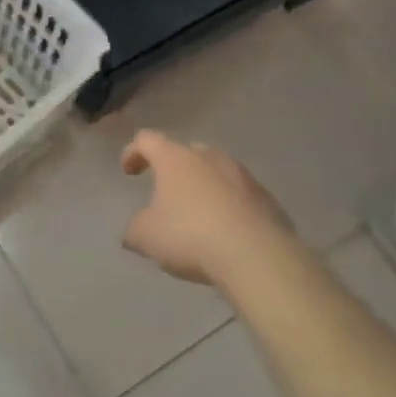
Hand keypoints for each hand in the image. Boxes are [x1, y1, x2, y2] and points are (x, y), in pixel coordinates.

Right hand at [120, 130, 296, 285]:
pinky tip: (224, 232)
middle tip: (165, 193)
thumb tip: (136, 228)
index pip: (147, 140)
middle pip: (185, 152)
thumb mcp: (146, 237)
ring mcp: (242, 175)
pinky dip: (227, 206)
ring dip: (202, 187)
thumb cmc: (191, 237)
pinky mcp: (266, 198)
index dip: (133, 152)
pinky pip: (238, 195)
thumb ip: (135, 228)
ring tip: (196, 216)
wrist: (257, 256)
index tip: (129, 172)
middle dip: (173, 169)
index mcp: (175, 159)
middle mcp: (209, 157)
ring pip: (215, 172)